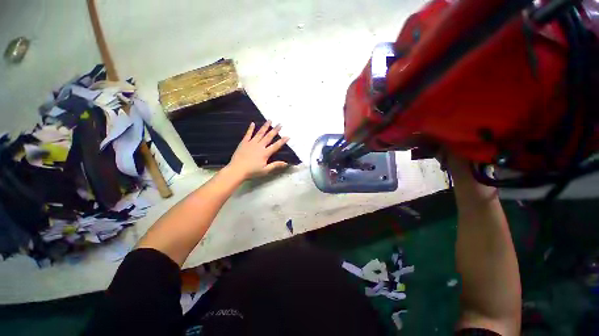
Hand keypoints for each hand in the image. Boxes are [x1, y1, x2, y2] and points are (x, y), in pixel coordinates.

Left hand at [226, 121, 289, 179]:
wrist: (237, 170)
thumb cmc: (252, 171)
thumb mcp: (265, 170)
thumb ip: (275, 165)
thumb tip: (286, 163)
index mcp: (265, 153)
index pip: (276, 146)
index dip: (282, 141)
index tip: (288, 136)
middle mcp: (259, 146)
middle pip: (268, 136)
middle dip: (275, 130)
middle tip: (280, 124)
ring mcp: (251, 143)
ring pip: (260, 133)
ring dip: (265, 126)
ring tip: (269, 120)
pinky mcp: (244, 142)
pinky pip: (248, 134)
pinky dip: (251, 128)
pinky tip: (253, 123)